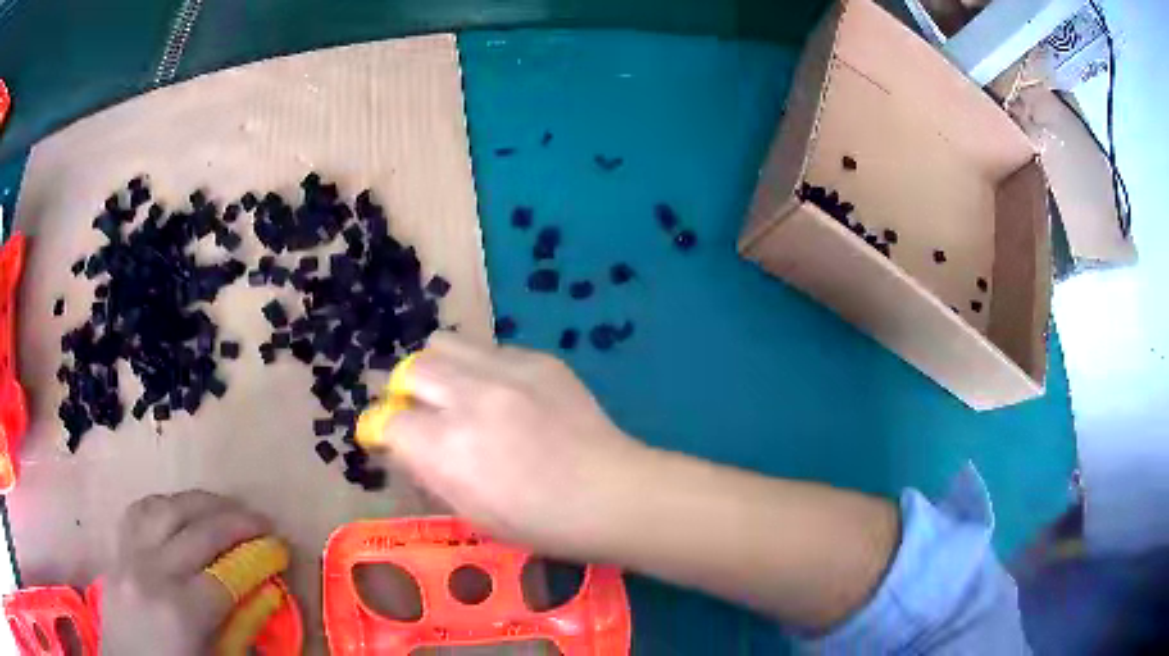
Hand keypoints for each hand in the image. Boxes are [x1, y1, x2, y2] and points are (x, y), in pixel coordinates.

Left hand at [102, 491, 269, 654]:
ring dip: (200, 501)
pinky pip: (139, 511)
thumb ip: (240, 630)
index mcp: (181, 612)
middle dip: (235, 519)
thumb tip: (265, 595)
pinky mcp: (116, 550)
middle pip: (197, 531)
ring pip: (165, 508)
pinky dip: (164, 503)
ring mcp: (128, 556)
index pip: (226, 574)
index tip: (280, 547)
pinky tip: (178, 508)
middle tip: (261, 519)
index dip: (257, 558)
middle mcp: (152, 573)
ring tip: (223, 505)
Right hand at [381, 333, 652, 555]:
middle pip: (410, 370)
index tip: (390, 438)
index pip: (388, 420)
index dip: (383, 431)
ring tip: (456, 393)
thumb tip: (402, 441)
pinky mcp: (538, 358)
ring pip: (443, 344)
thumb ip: (427, 469)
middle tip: (423, 413)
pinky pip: (489, 349)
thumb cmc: (540, 522)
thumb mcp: (470, 511)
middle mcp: (469, 398)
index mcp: (447, 448)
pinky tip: (504, 394)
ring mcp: (507, 371)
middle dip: (406, 393)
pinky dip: (480, 368)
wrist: (611, 493)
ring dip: (438, 369)